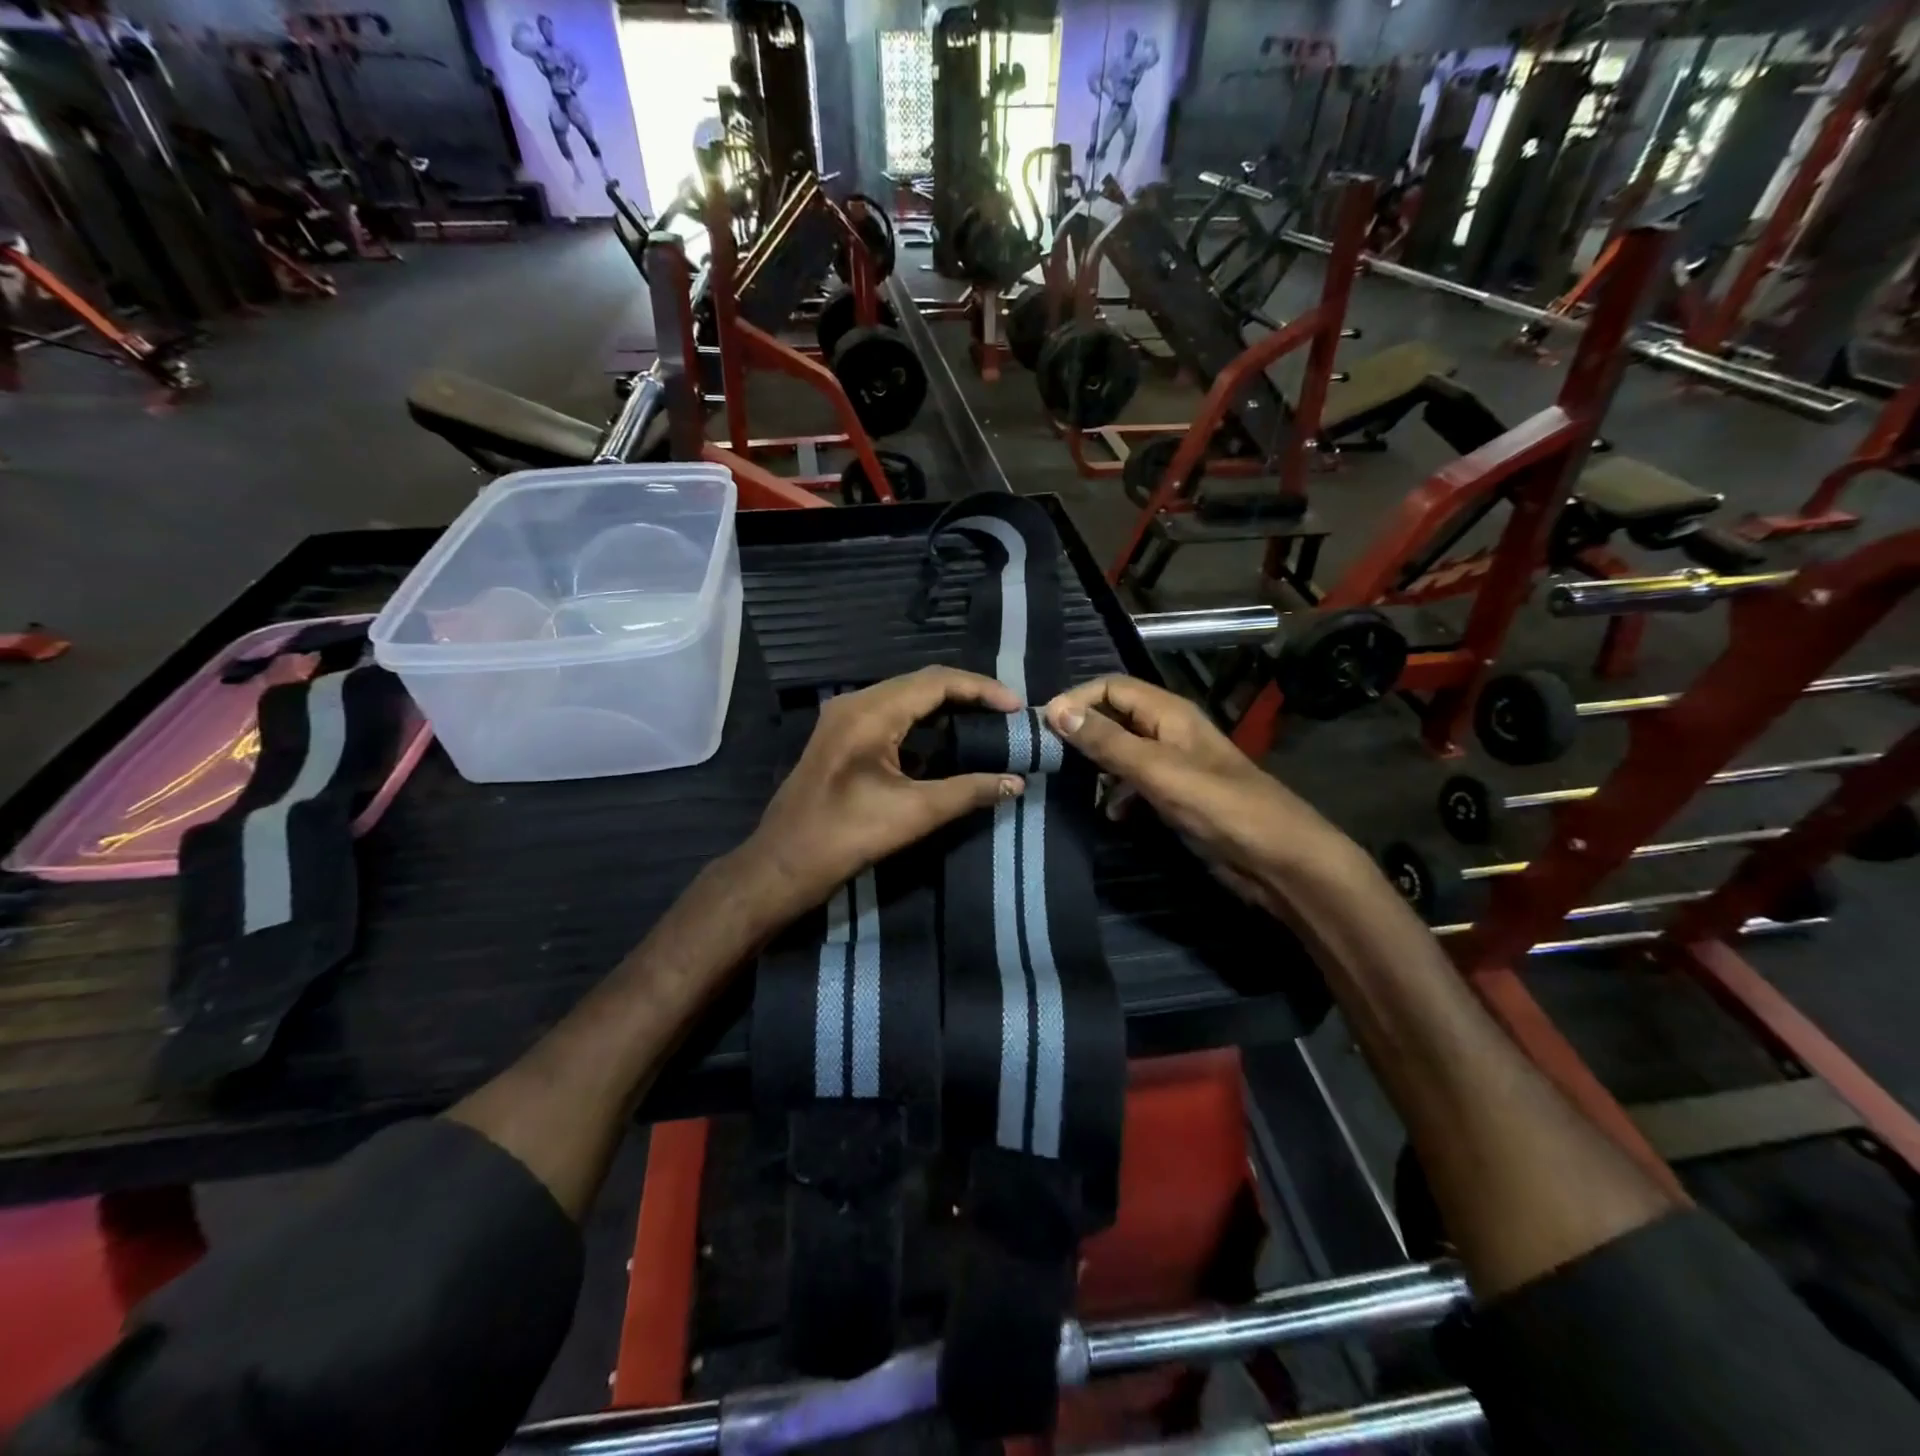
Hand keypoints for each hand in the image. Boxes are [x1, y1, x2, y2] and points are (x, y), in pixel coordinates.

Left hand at [742, 667, 1025, 923]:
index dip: (981, 689)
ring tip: (984, 723)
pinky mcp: (841, 737)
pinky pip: (889, 715)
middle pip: (921, 683)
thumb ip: (969, 791)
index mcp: (870, 712)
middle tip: (1005, 714)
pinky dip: (922, 723)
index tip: (1016, 707)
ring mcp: (844, 718)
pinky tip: (946, 742)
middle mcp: (855, 703)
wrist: (784, 863)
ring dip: (945, 707)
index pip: (936, 682)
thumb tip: (1016, 782)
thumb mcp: (915, 813)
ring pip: (905, 698)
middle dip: (967, 695)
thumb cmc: (847, 835)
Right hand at [1044, 675, 1363, 909]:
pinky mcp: (1176, 796)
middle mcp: (1169, 731)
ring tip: (1070, 786)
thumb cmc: (1220, 807)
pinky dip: (1116, 793)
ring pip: (1121, 752)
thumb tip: (1055, 710)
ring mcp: (1173, 765)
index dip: (1076, 700)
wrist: (1277, 860)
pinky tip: (1108, 813)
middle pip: (1114, 716)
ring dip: (1096, 765)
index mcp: (1169, 713)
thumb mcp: (1157, 771)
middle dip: (1082, 732)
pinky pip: (1134, 783)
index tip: (1042, 727)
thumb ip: (1107, 741)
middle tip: (1047, 757)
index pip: (1111, 687)